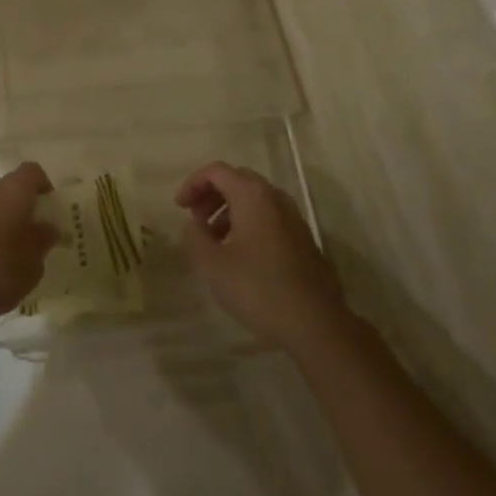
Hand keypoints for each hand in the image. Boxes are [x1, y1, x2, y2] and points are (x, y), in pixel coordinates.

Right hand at [178, 162, 345, 353]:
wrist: (316, 324)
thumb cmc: (258, 288)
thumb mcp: (212, 264)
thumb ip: (195, 236)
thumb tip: (194, 224)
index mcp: (252, 196)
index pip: (216, 171)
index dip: (192, 184)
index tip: (179, 208)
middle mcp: (275, 198)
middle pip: (237, 180)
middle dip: (211, 195)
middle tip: (195, 219)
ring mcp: (294, 218)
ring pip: (255, 200)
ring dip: (229, 211)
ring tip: (215, 241)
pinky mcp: (303, 240)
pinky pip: (269, 218)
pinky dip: (248, 224)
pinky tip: (240, 256)